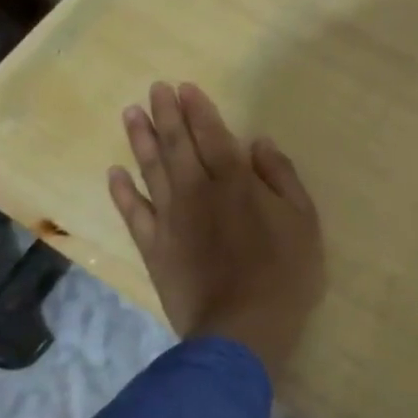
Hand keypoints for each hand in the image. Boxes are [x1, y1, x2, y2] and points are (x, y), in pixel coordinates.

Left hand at [108, 82, 323, 378]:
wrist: (242, 330)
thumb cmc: (284, 274)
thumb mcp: (303, 221)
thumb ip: (281, 178)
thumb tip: (258, 144)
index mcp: (236, 183)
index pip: (213, 135)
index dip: (198, 110)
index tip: (183, 87)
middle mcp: (198, 192)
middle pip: (177, 146)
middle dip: (165, 114)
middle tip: (154, 89)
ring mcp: (171, 220)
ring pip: (151, 171)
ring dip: (141, 141)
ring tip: (131, 114)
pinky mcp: (154, 248)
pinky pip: (133, 214)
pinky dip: (122, 193)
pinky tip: (114, 173)